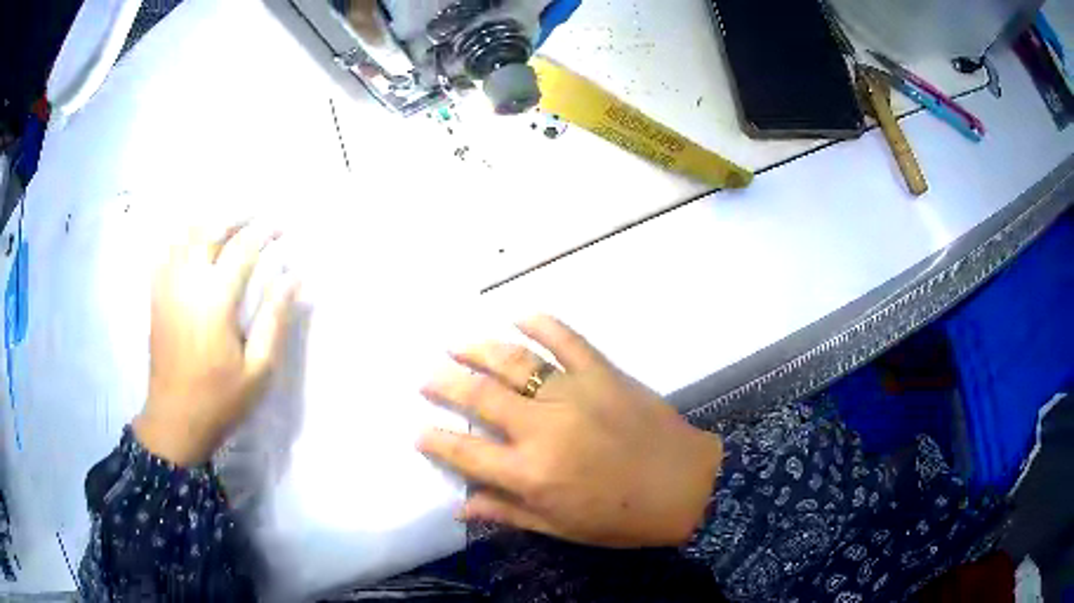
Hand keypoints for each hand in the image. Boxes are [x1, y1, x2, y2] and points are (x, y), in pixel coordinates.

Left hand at [134, 222, 297, 466]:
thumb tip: (293, 278)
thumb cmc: (220, 399)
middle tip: (257, 217)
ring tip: (230, 225)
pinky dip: (183, 238)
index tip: (283, 226)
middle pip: (210, 230)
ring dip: (210, 222)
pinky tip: (194, 242)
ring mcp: (167, 287)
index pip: (242, 249)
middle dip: (236, 216)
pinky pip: (167, 251)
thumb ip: (274, 319)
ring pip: (186, 235)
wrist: (174, 420)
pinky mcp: (156, 296)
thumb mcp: (258, 370)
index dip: (264, 232)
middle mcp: (187, 283)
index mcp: (215, 301)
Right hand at [418, 316, 722, 547]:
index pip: (466, 452)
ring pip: (515, 361)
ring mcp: (574, 392)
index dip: (436, 440)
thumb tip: (460, 506)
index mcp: (531, 473)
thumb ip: (507, 513)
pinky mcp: (603, 372)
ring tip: (455, 344)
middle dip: (445, 384)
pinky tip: (519, 316)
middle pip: (480, 397)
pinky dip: (541, 323)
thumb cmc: (622, 518)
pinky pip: (566, 339)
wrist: (687, 487)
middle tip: (426, 376)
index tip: (418, 430)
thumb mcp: (561, 528)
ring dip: (478, 349)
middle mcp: (543, 427)